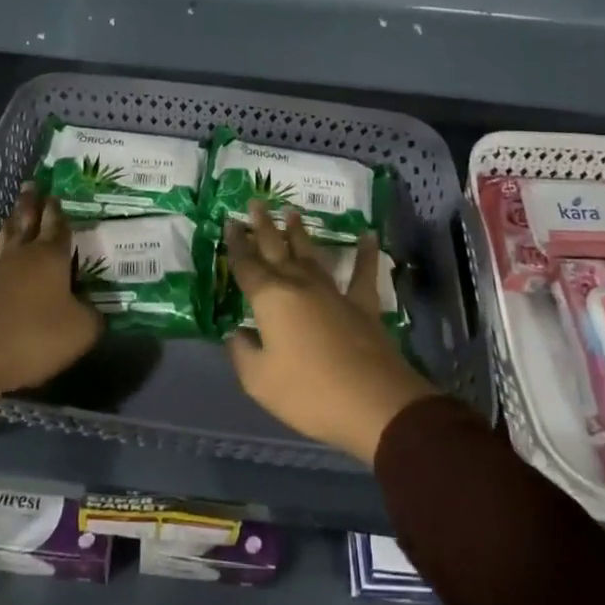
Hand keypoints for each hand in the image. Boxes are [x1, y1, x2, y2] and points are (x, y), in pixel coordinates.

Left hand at [0, 184, 101, 403]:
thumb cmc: (35, 335)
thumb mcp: (80, 330)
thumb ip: (92, 316)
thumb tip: (92, 311)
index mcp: (50, 256)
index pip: (57, 225)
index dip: (57, 210)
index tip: (55, 193)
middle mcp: (23, 255)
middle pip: (26, 221)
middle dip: (30, 203)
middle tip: (31, 184)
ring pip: (7, 238)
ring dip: (13, 223)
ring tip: (15, 212)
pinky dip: (4, 254)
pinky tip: (7, 258)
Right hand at [225, 201, 439, 464]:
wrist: (373, 403)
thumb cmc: (309, 393)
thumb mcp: (259, 381)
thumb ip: (242, 354)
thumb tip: (236, 334)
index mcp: (270, 299)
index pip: (247, 266)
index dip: (236, 245)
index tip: (230, 222)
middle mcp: (299, 285)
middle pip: (276, 249)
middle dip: (263, 226)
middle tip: (256, 201)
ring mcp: (333, 292)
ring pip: (312, 254)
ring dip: (300, 233)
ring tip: (291, 211)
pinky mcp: (363, 305)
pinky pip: (363, 274)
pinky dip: (366, 254)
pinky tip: (368, 235)